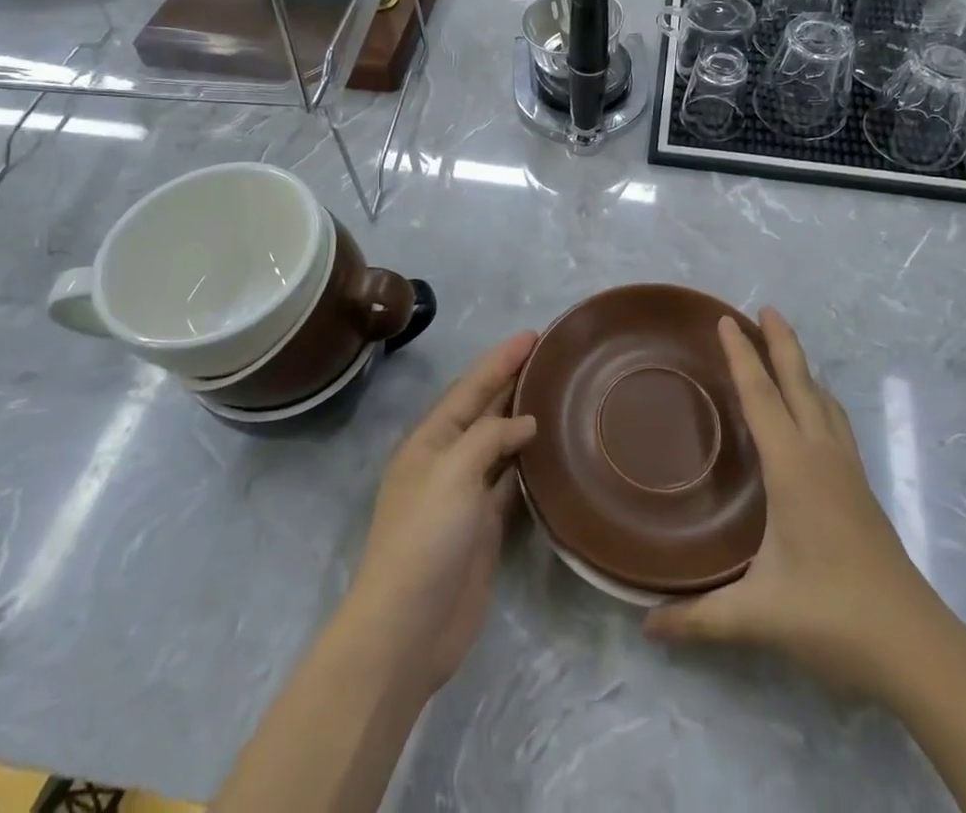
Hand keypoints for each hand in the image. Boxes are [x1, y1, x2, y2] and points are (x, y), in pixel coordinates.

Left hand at [348, 332, 538, 696]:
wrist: (408, 629)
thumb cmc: (424, 539)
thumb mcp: (451, 473)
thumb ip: (488, 438)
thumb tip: (524, 423)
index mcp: (430, 441)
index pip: (471, 388)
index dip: (500, 360)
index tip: (533, 335)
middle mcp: (447, 461)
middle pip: (485, 411)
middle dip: (512, 381)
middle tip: (551, 357)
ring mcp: (466, 496)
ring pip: (500, 445)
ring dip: (523, 419)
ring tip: (557, 394)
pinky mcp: (484, 528)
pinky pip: (510, 482)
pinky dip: (529, 463)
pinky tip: (551, 450)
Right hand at [644, 308, 938, 697]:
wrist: (917, 645)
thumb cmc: (834, 616)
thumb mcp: (759, 616)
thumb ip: (700, 619)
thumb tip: (646, 625)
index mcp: (792, 468)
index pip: (761, 397)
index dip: (742, 356)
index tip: (725, 320)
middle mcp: (821, 456)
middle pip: (799, 383)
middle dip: (781, 343)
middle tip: (765, 308)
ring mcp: (847, 470)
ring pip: (823, 400)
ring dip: (803, 368)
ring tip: (786, 349)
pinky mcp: (860, 488)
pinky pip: (836, 422)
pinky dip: (819, 399)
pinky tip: (816, 410)